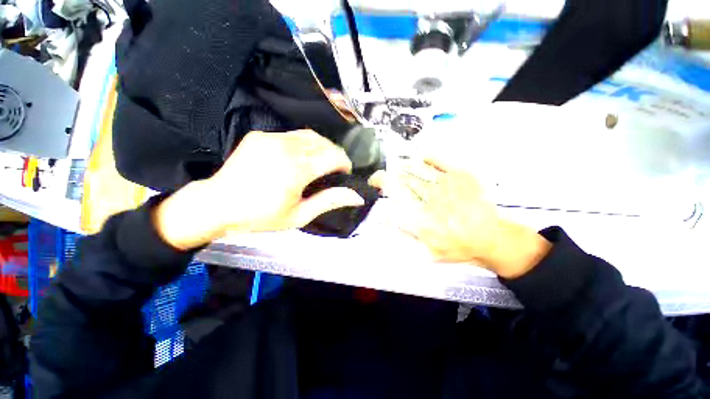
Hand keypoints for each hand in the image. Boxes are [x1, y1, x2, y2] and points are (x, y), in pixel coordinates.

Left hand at [153, 130, 364, 249]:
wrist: (217, 205)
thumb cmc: (260, 216)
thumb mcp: (299, 216)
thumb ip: (329, 201)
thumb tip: (356, 196)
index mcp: (297, 170)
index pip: (334, 156)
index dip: (345, 163)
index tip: (345, 173)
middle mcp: (286, 148)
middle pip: (324, 143)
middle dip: (335, 155)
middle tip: (333, 170)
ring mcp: (271, 138)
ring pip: (310, 135)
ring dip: (321, 147)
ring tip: (319, 162)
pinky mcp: (260, 136)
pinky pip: (291, 135)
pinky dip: (303, 144)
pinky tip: (298, 157)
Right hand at [370, 155, 550, 278]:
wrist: (492, 239)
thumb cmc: (457, 247)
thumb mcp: (426, 250)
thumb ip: (403, 233)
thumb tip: (383, 218)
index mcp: (421, 215)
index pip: (393, 194)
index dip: (381, 183)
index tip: (373, 181)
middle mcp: (430, 198)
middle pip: (403, 179)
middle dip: (389, 173)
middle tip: (382, 173)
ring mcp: (446, 184)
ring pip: (417, 169)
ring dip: (402, 165)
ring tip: (394, 165)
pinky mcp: (462, 176)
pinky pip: (441, 161)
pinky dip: (428, 157)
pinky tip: (419, 156)